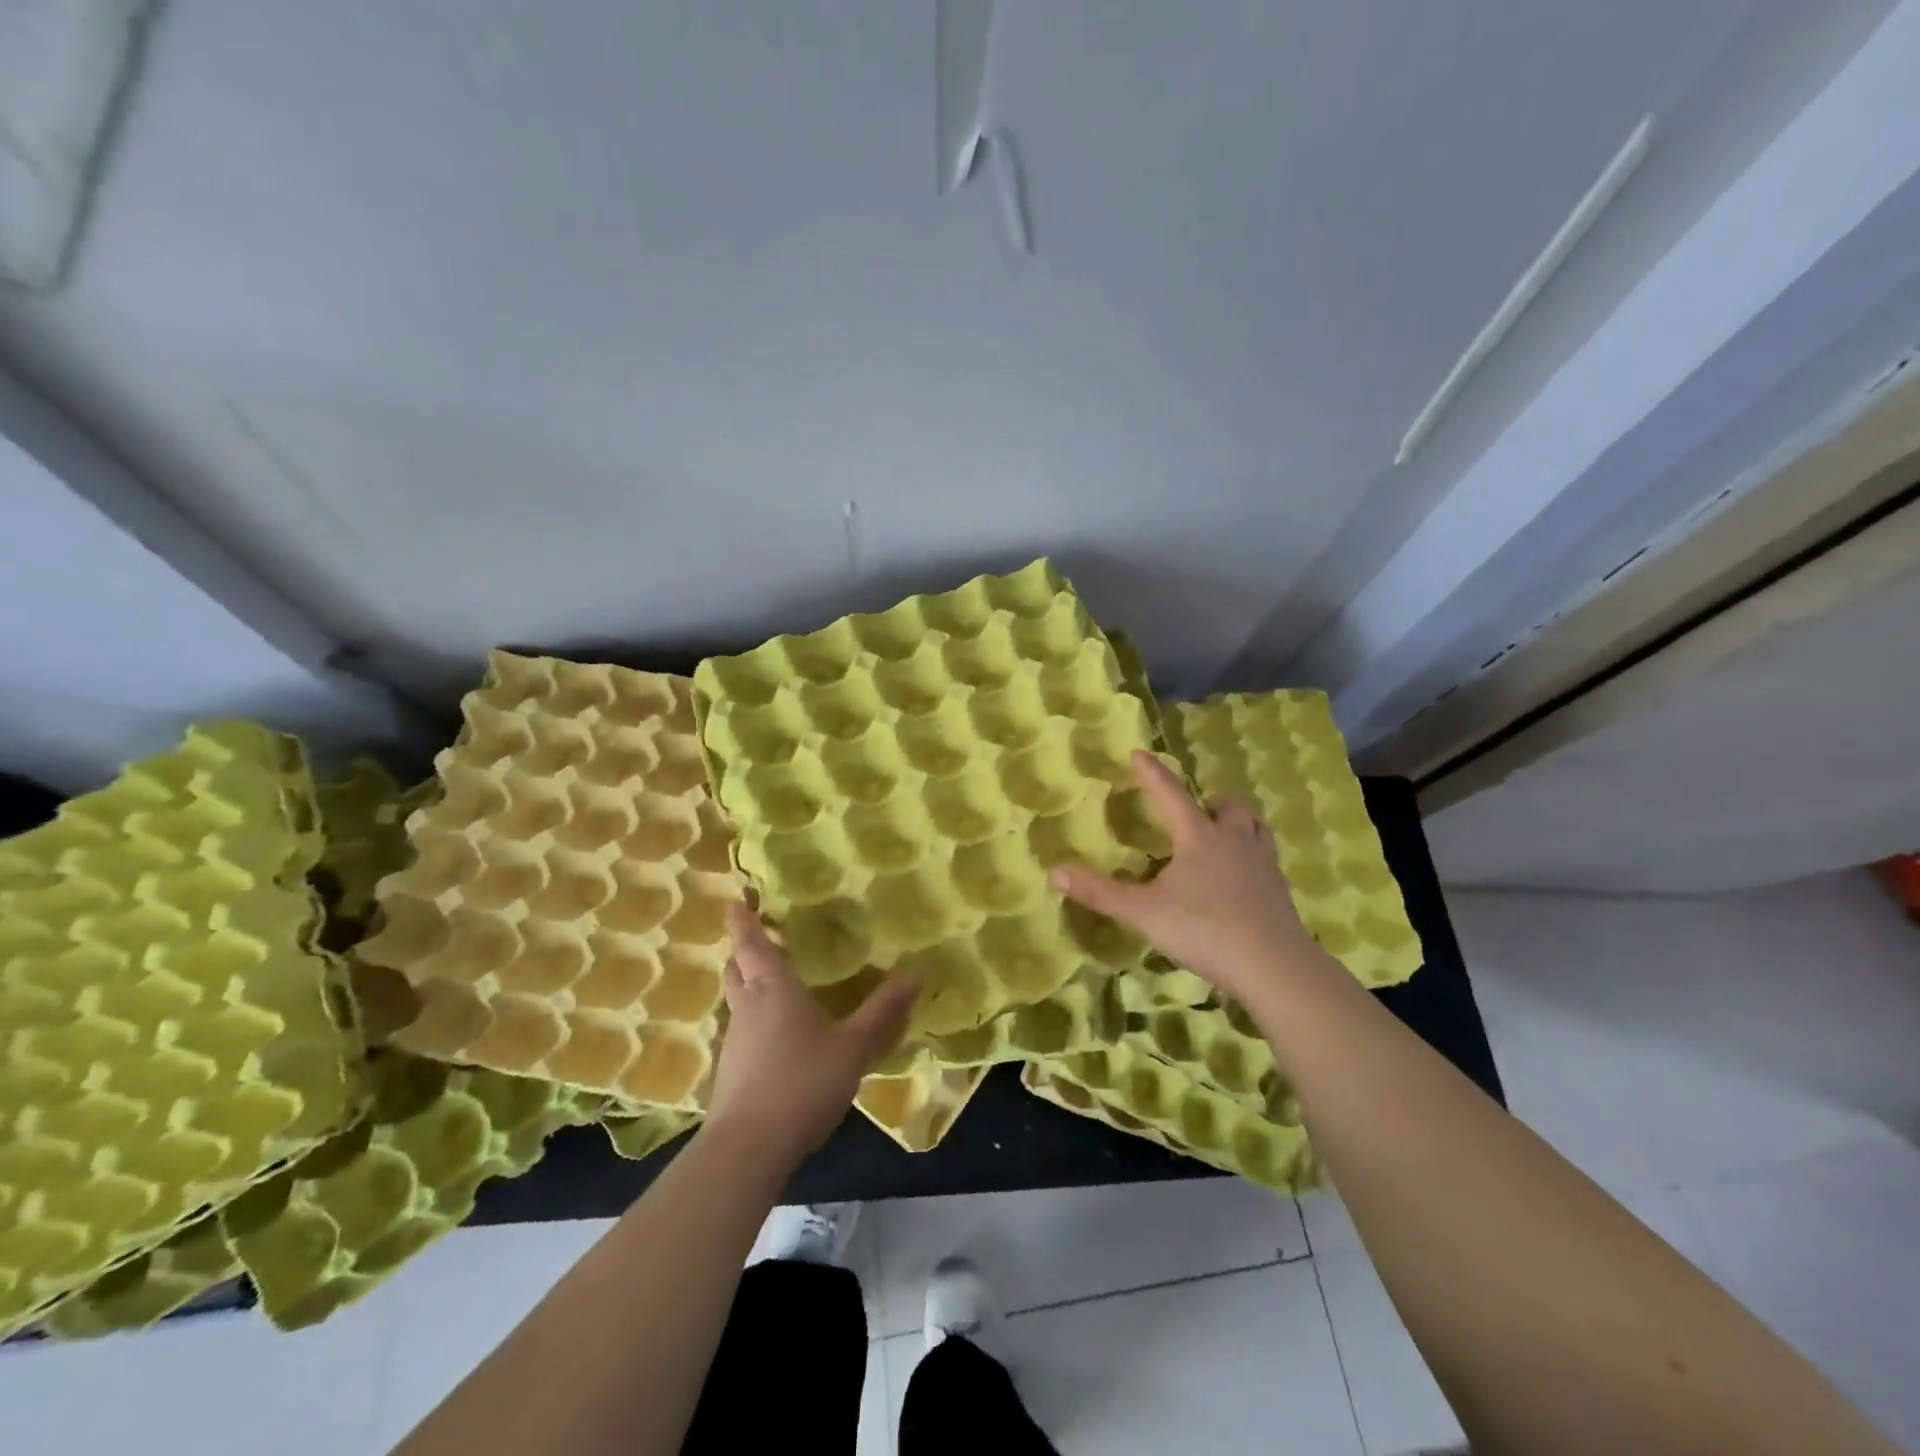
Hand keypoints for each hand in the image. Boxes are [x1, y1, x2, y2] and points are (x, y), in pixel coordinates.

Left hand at [704, 900, 918, 1165]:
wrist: (748, 1149)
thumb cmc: (802, 1082)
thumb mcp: (853, 1047)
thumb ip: (883, 1012)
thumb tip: (914, 974)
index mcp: (772, 988)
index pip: (751, 943)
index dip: (743, 919)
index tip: (735, 901)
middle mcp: (747, 1007)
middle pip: (736, 969)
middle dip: (743, 950)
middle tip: (758, 938)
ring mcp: (734, 1041)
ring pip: (737, 1000)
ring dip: (747, 985)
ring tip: (771, 983)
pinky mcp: (731, 1072)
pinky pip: (742, 1030)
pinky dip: (754, 1019)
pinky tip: (776, 1036)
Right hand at [1050, 750, 1329, 1005]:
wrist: (1274, 966)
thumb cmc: (1204, 929)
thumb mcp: (1144, 912)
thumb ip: (1100, 892)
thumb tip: (1054, 872)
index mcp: (1198, 837)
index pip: (1171, 794)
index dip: (1152, 773)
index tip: (1139, 753)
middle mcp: (1233, 841)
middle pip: (1228, 806)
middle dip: (1210, 801)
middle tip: (1196, 810)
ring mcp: (1262, 865)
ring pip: (1255, 827)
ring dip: (1238, 821)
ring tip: (1223, 833)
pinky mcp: (1280, 891)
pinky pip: (1267, 858)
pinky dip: (1253, 855)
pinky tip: (1242, 877)